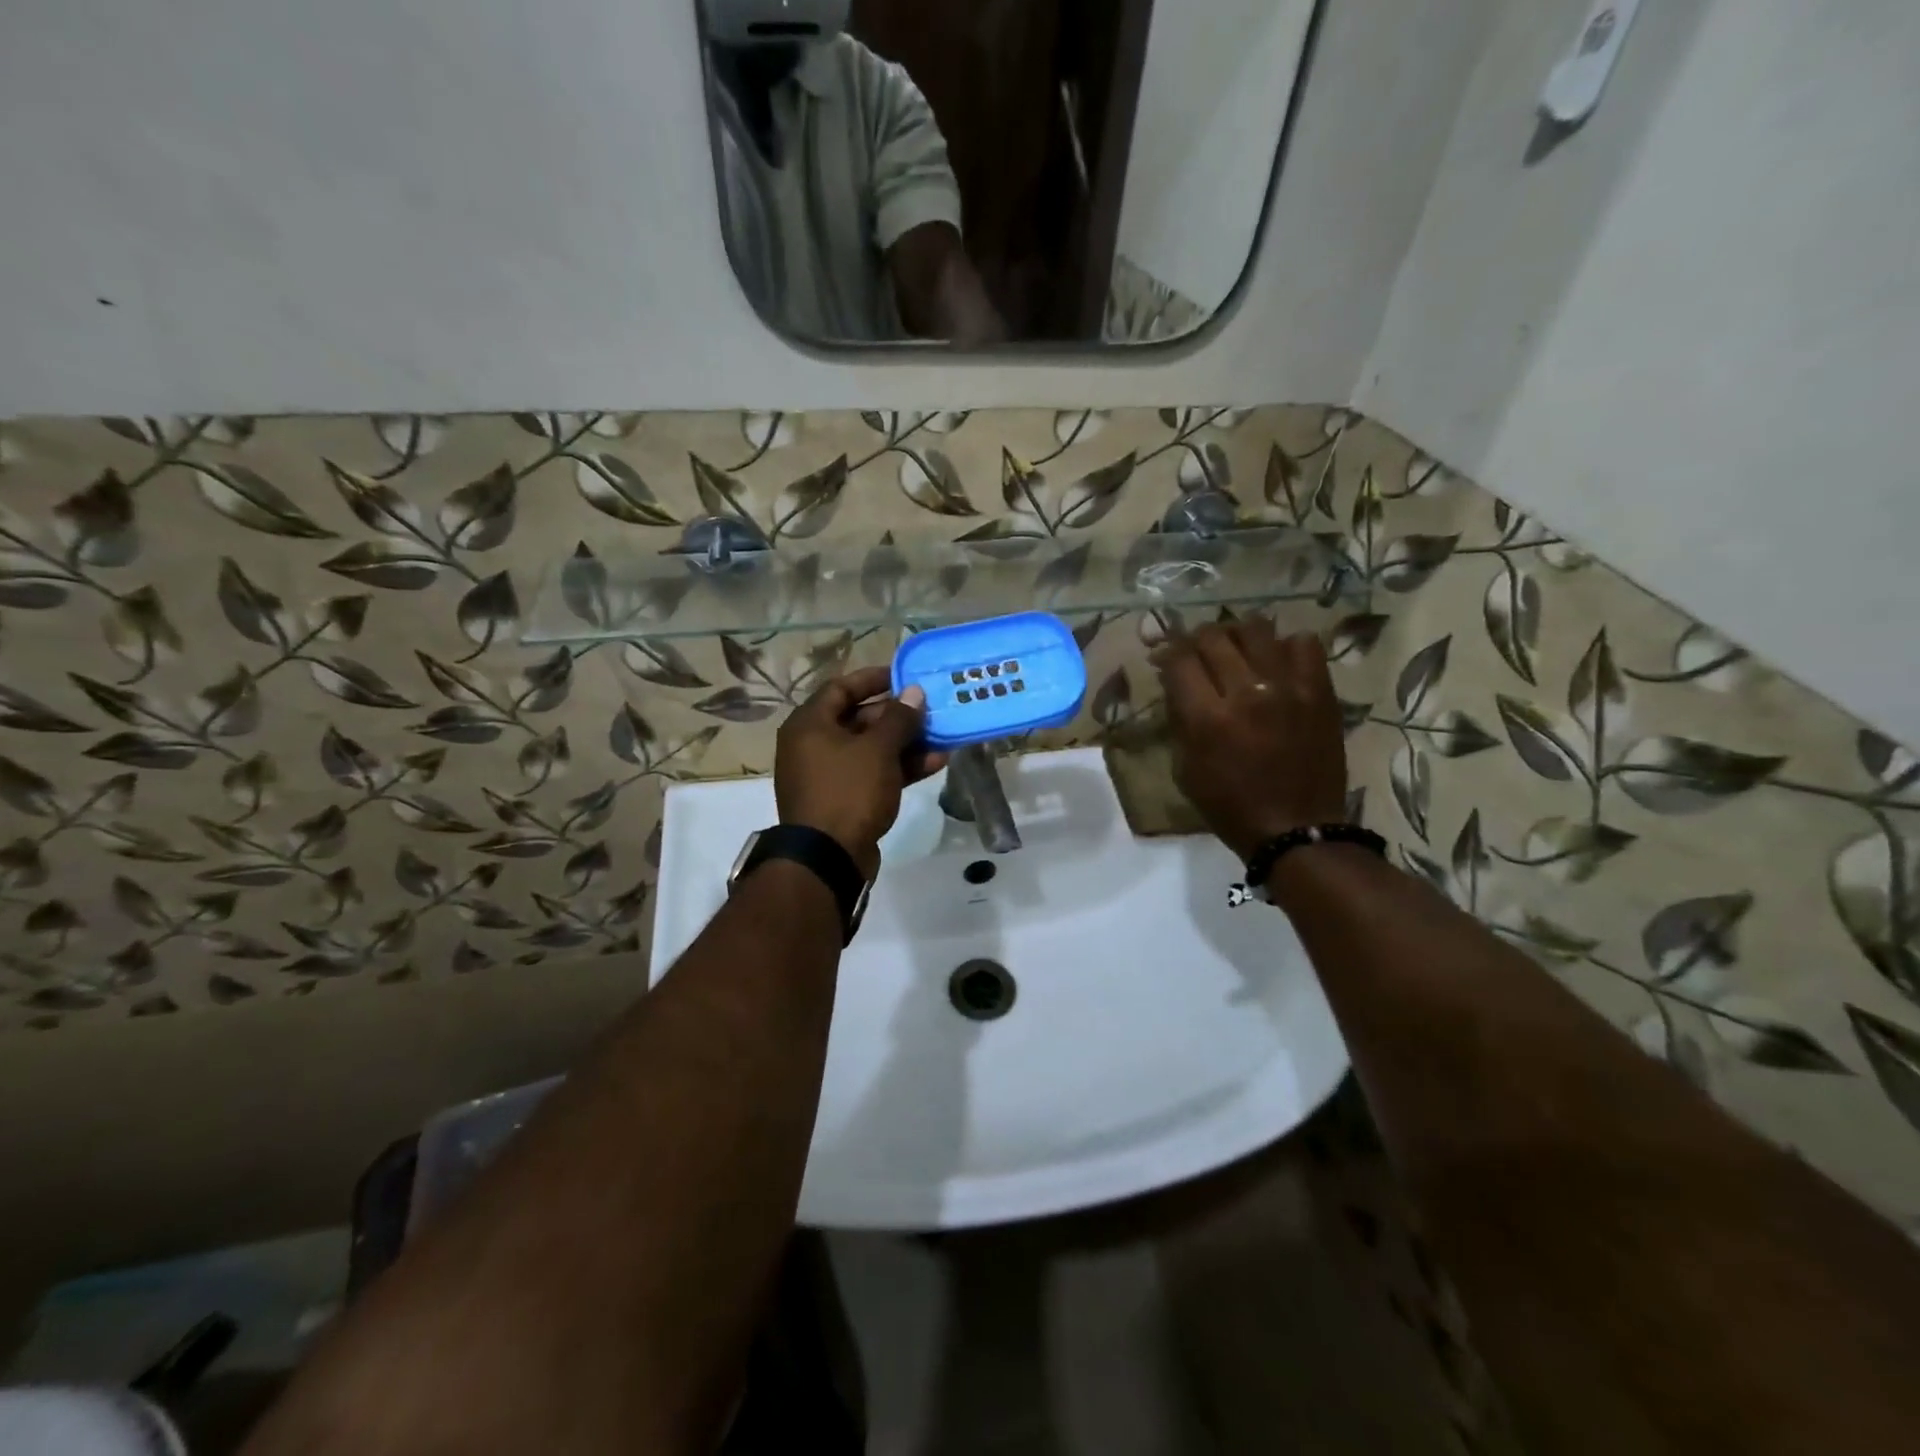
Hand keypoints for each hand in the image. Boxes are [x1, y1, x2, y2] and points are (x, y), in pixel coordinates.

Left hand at [775, 666, 948, 878]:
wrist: (828, 858)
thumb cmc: (848, 791)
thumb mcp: (878, 750)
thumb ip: (899, 718)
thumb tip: (914, 692)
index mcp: (809, 725)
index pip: (841, 687)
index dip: (874, 678)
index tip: (905, 676)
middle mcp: (813, 745)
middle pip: (859, 719)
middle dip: (898, 715)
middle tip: (931, 709)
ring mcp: (829, 775)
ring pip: (870, 749)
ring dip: (905, 742)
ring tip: (942, 736)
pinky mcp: (844, 799)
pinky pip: (873, 773)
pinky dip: (899, 767)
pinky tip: (936, 763)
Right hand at [1153, 618, 1349, 862]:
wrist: (1296, 828)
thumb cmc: (1230, 806)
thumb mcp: (1185, 769)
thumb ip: (1179, 720)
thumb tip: (1175, 682)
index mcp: (1207, 718)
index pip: (1179, 659)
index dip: (1166, 652)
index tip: (1165, 657)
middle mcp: (1246, 693)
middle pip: (1213, 637)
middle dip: (1196, 639)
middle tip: (1196, 651)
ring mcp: (1287, 687)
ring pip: (1255, 629)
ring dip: (1237, 634)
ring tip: (1235, 647)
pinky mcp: (1319, 691)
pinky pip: (1303, 643)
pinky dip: (1284, 645)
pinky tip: (1276, 661)